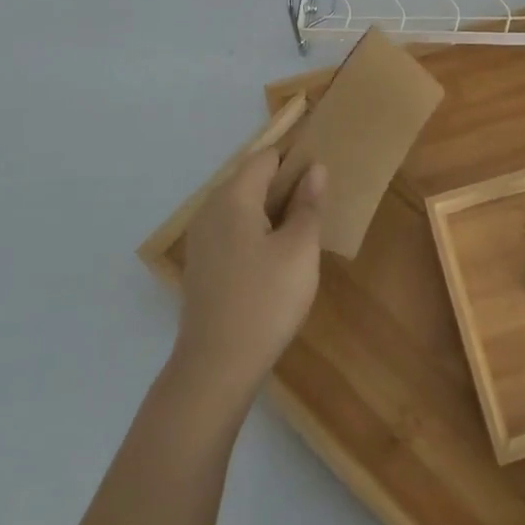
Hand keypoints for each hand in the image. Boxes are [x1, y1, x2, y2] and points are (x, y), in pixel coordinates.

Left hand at [174, 150, 324, 400]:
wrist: (216, 367)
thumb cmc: (266, 300)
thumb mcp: (300, 249)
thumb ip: (307, 204)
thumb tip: (315, 169)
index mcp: (233, 197)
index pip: (266, 157)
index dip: (296, 159)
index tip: (323, 175)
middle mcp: (211, 209)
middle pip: (251, 179)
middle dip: (285, 185)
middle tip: (318, 205)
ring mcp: (202, 238)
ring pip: (242, 206)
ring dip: (272, 210)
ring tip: (303, 230)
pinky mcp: (202, 264)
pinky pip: (233, 230)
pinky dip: (256, 231)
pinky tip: (277, 257)